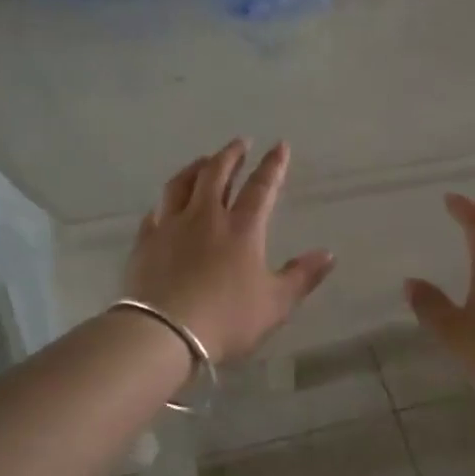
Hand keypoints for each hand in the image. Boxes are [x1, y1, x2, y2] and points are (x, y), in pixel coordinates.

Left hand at [125, 139, 334, 363]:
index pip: (260, 187)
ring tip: (203, 161)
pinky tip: (166, 204)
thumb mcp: (275, 303)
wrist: (164, 333)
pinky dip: (166, 202)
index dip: (272, 165)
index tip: (279, 145)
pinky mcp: (145, 242)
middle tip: (239, 142)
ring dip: (195, 167)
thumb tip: (328, 254)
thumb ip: (302, 276)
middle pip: (217, 174)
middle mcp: (205, 217)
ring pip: (181, 184)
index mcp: (242, 229)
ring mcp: (171, 227)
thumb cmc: (227, 319)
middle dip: (231, 155)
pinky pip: (155, 212)